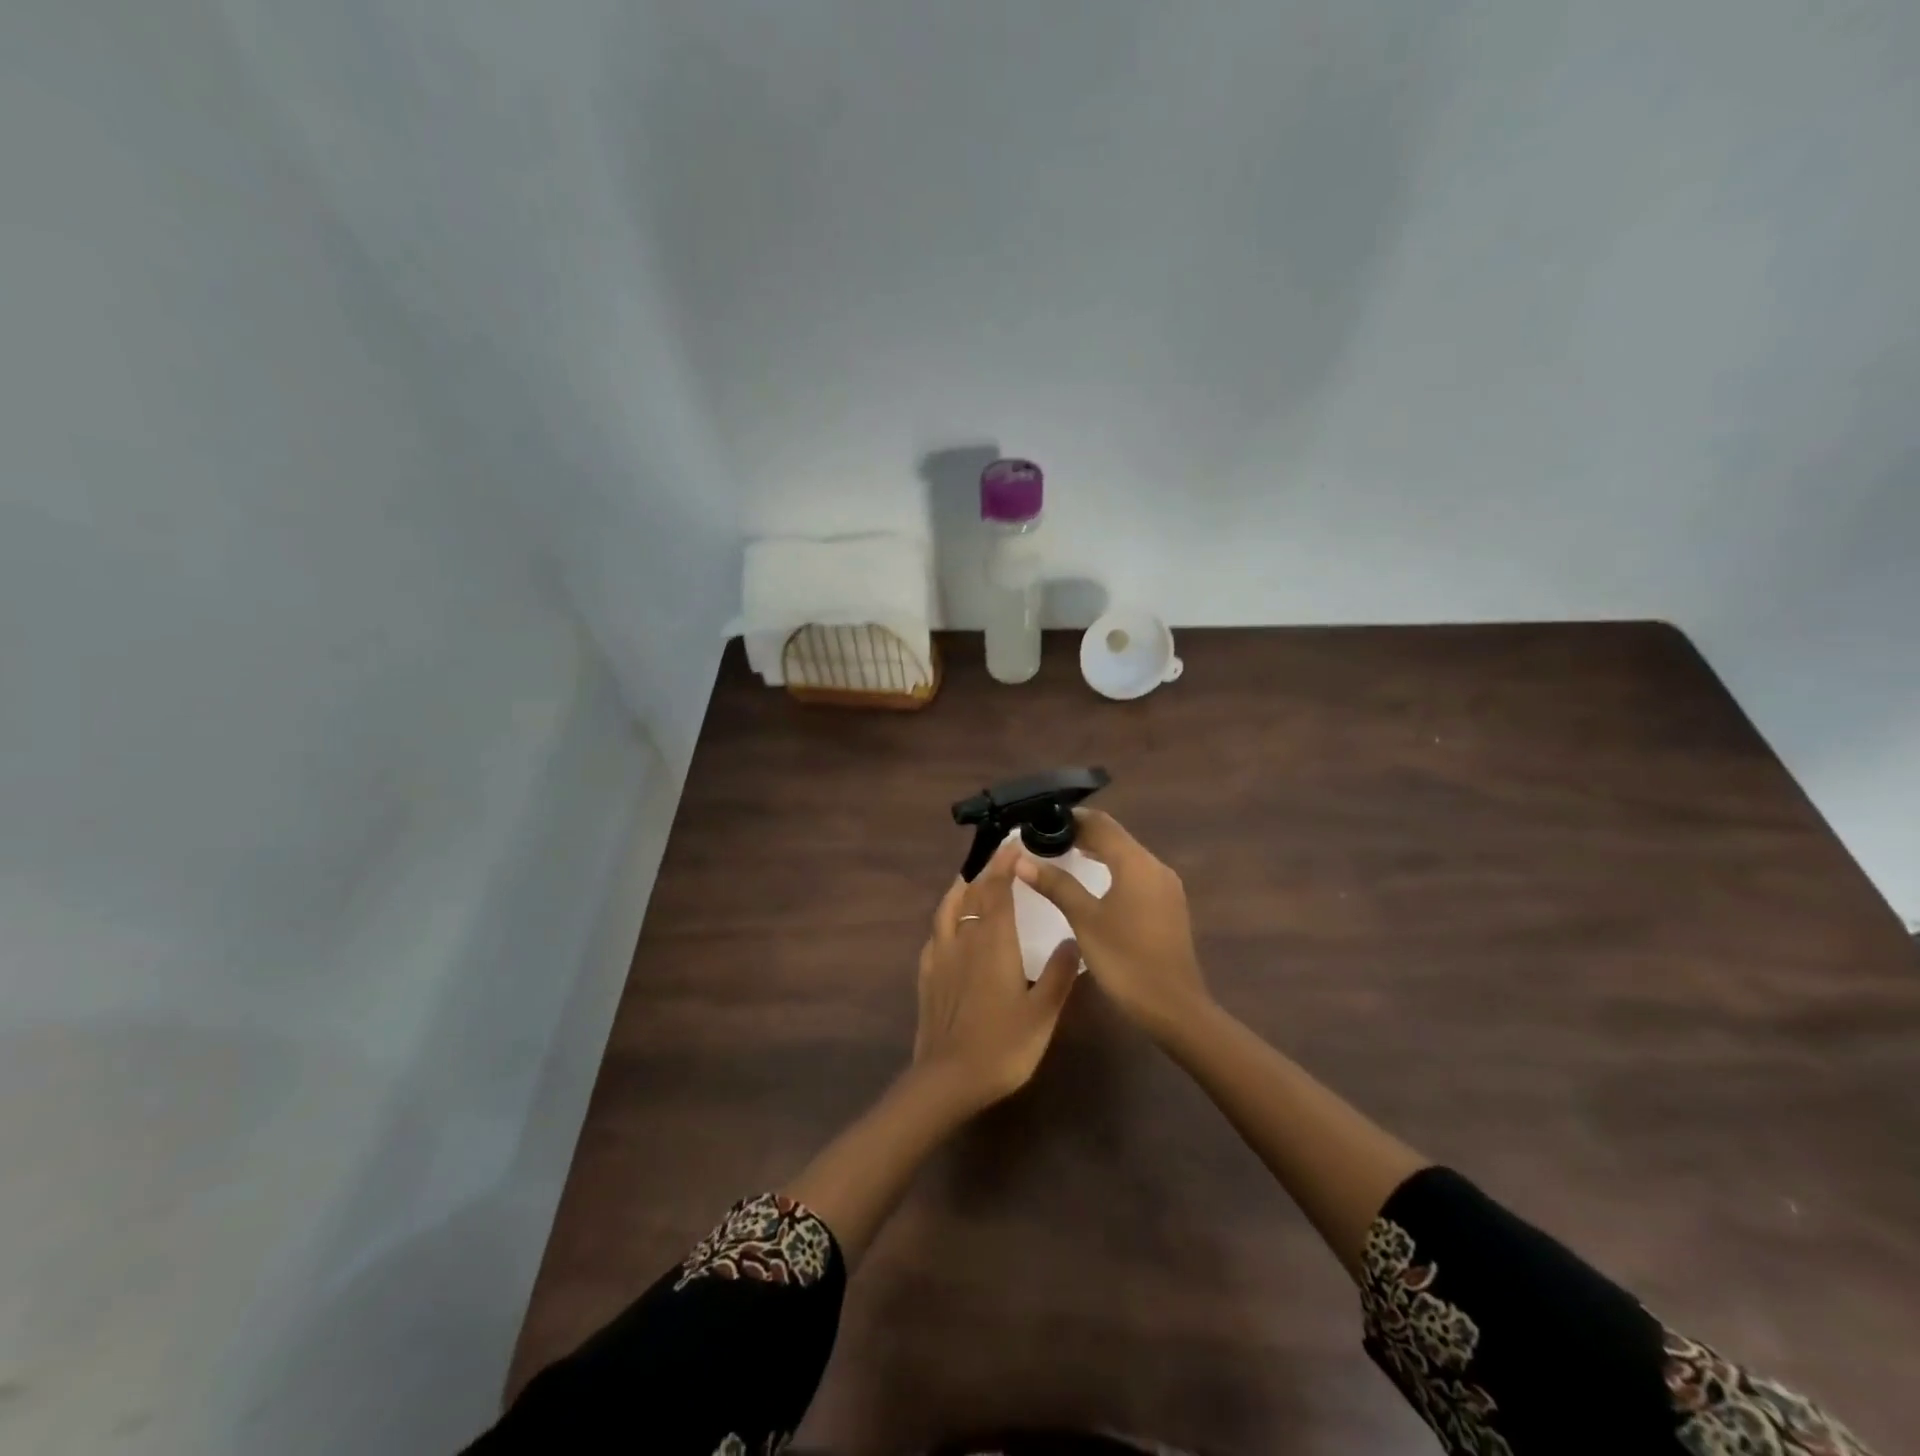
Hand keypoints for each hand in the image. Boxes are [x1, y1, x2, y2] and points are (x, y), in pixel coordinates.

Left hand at [913, 840, 1079, 1113]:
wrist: (948, 1079)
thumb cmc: (1003, 1046)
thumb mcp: (1042, 1013)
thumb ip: (1058, 974)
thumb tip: (1072, 939)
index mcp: (994, 942)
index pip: (998, 890)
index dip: (1004, 864)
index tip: (1013, 844)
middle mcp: (964, 940)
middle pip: (972, 894)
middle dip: (986, 871)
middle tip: (999, 856)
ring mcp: (941, 957)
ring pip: (948, 910)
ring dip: (960, 889)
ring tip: (969, 879)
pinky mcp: (927, 976)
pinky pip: (935, 934)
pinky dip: (944, 919)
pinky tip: (948, 927)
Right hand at [1014, 808, 1211, 1040]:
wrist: (1174, 1007)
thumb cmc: (1125, 960)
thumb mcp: (1084, 920)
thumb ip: (1056, 885)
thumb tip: (1021, 859)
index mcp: (1136, 863)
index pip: (1101, 823)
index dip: (1071, 817)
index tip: (1041, 820)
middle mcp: (1155, 866)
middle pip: (1116, 837)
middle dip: (1082, 833)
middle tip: (1046, 837)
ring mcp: (1166, 887)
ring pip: (1127, 855)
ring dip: (1098, 851)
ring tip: (1063, 854)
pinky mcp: (1168, 905)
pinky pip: (1136, 874)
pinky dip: (1112, 869)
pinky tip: (1094, 883)